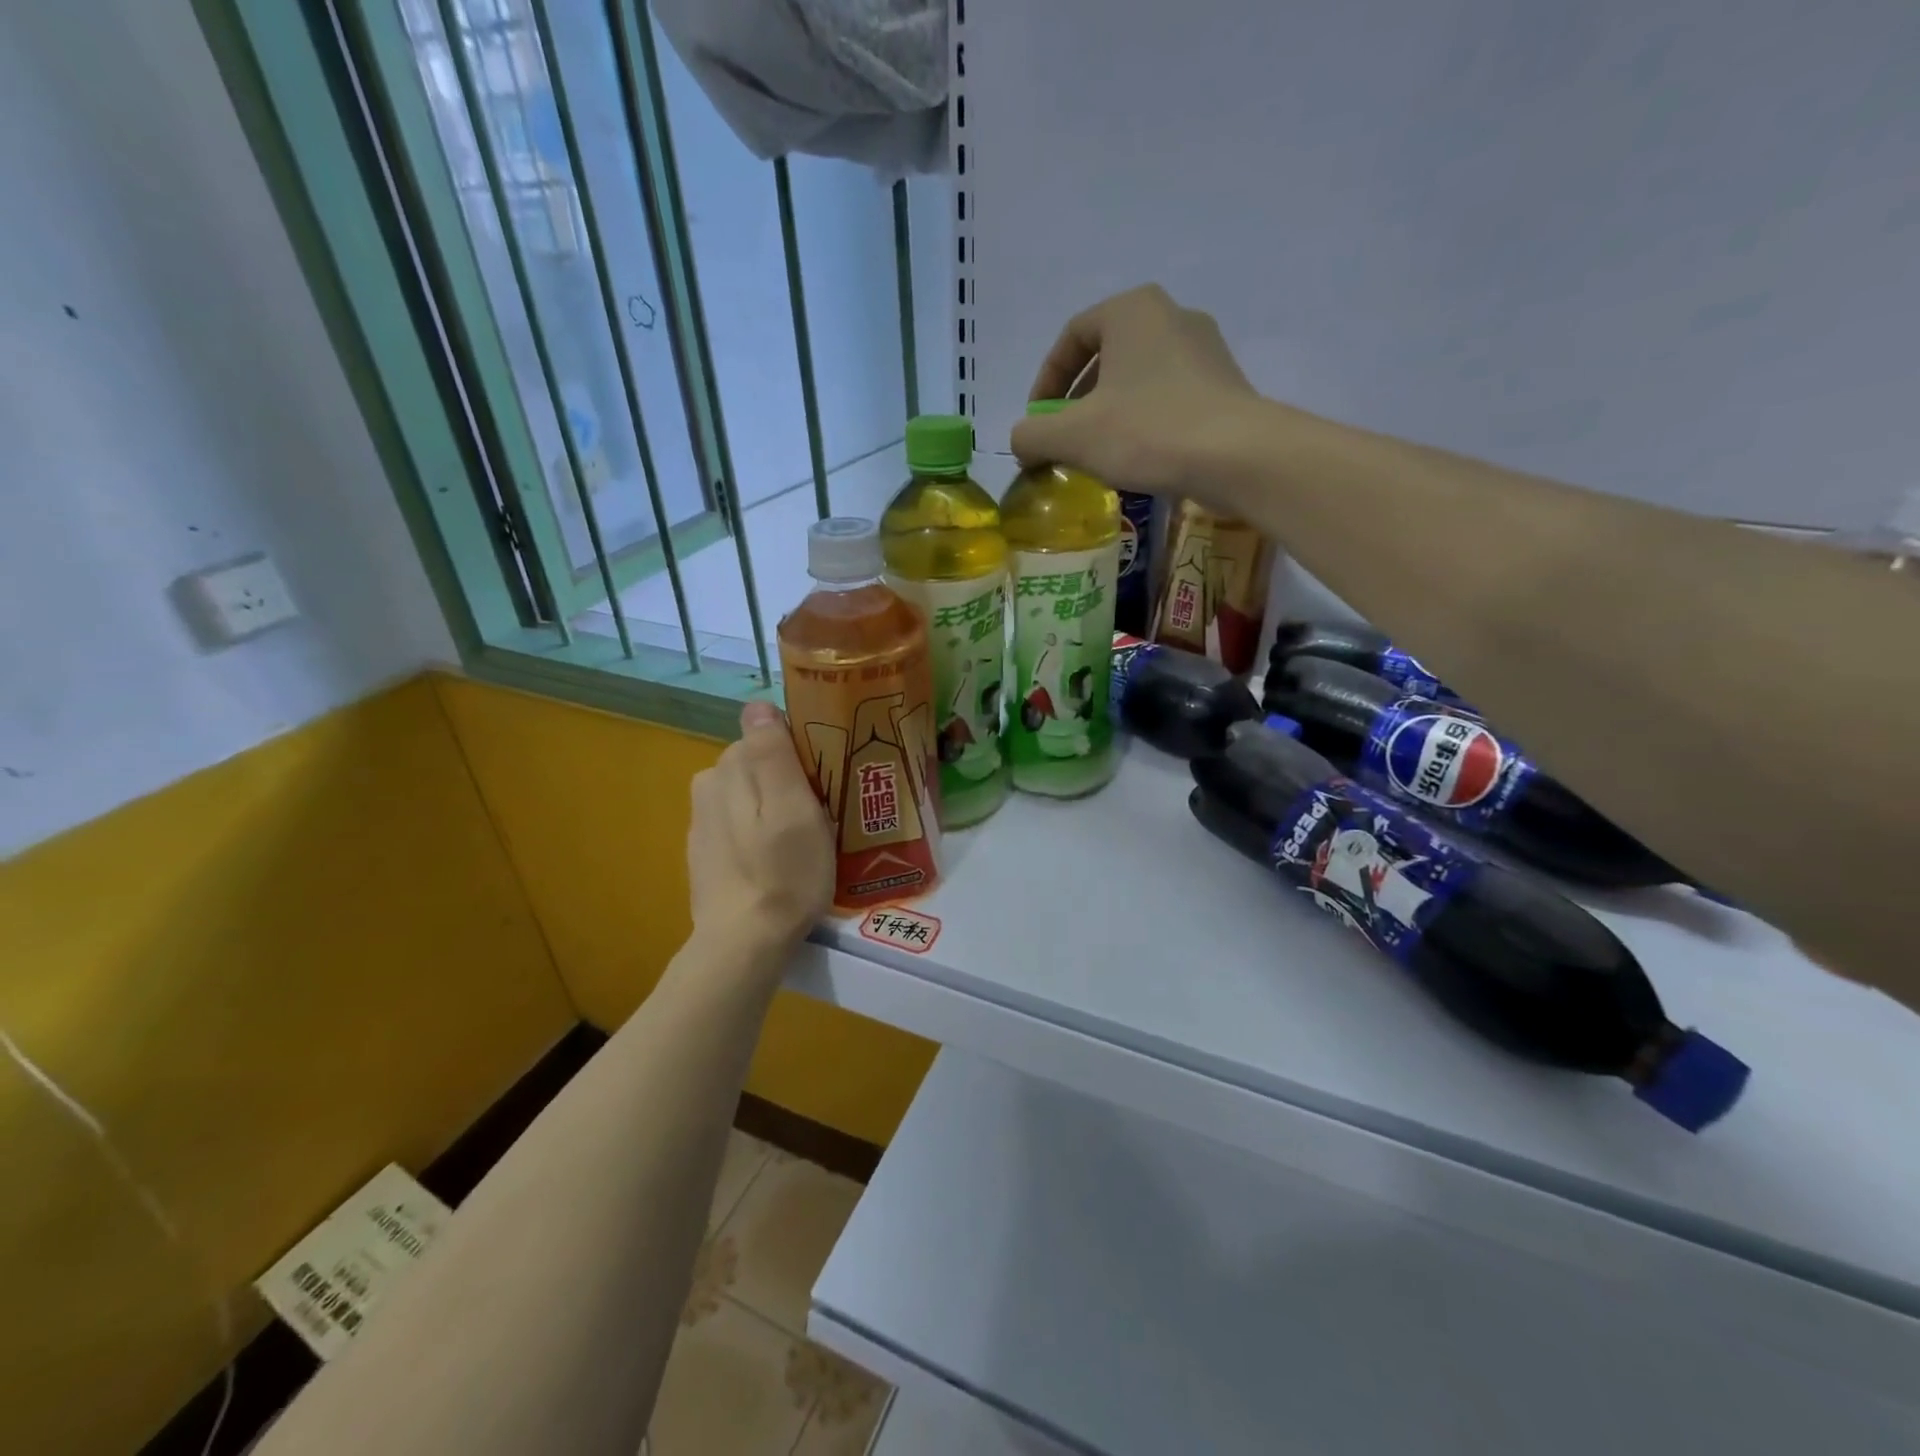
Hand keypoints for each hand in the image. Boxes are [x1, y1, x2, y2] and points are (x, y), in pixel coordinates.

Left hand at [688, 703, 834, 952]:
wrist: (744, 944)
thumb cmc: (782, 873)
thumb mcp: (793, 809)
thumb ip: (773, 753)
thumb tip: (758, 704)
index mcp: (729, 768)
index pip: (773, 736)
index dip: (806, 755)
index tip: (830, 784)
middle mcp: (708, 785)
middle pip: (762, 765)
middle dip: (793, 781)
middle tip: (826, 816)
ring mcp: (703, 821)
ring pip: (753, 795)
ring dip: (778, 807)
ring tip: (807, 841)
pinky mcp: (706, 851)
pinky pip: (742, 823)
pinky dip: (762, 831)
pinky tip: (779, 859)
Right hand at [1010, 284, 1261, 499]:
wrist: (1236, 456)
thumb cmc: (1147, 432)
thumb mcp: (1072, 437)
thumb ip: (1032, 435)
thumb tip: (1022, 442)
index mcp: (1130, 310)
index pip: (1071, 336)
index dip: (1045, 382)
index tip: (1036, 422)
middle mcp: (1171, 314)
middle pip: (1105, 356)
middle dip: (1077, 400)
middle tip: (1063, 438)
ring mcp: (1204, 348)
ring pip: (1137, 378)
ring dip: (1109, 412)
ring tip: (1098, 452)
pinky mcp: (1224, 383)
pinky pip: (1167, 396)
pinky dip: (1142, 421)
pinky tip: (1138, 456)